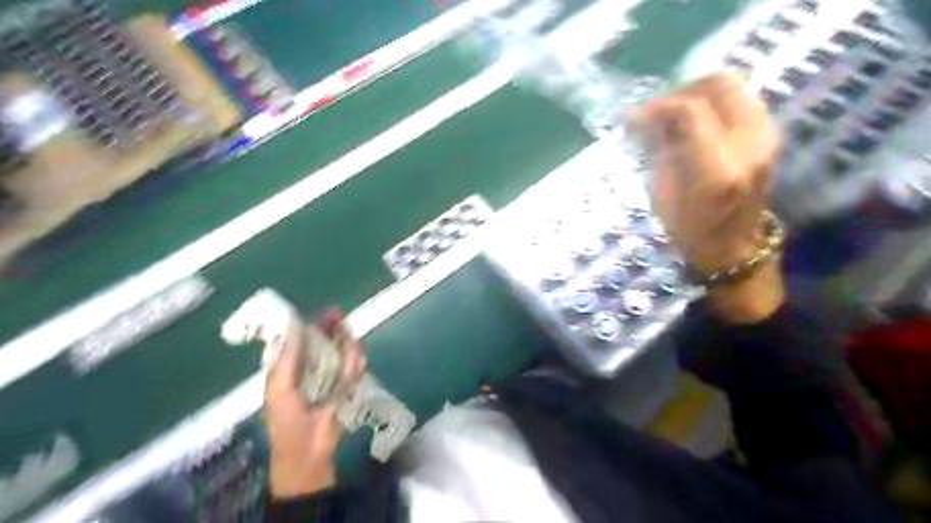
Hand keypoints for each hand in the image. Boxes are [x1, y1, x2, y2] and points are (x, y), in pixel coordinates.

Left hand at [264, 310, 365, 498]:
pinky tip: (359, 359)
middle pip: (322, 344)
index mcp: (288, 369)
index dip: (311, 325)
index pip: (300, 341)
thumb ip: (288, 357)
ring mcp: (328, 380)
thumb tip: (295, 324)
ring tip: (352, 338)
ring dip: (346, 345)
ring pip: (339, 355)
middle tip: (341, 319)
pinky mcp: (343, 390)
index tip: (324, 313)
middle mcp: (309, 370)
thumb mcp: (280, 388)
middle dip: (332, 331)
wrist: (307, 454)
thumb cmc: (287, 422)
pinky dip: (355, 364)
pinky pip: (351, 372)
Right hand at [632, 74, 784, 322]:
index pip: (689, 111)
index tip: (634, 115)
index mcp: (717, 170)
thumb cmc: (689, 231)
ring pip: (734, 87)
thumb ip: (657, 149)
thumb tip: (642, 116)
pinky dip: (712, 103)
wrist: (734, 249)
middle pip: (720, 84)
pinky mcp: (769, 135)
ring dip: (697, 93)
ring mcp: (766, 137)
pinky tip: (693, 122)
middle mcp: (750, 146)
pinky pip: (740, 101)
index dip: (657, 106)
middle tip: (657, 108)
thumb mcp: (661, 194)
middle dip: (682, 89)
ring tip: (672, 113)